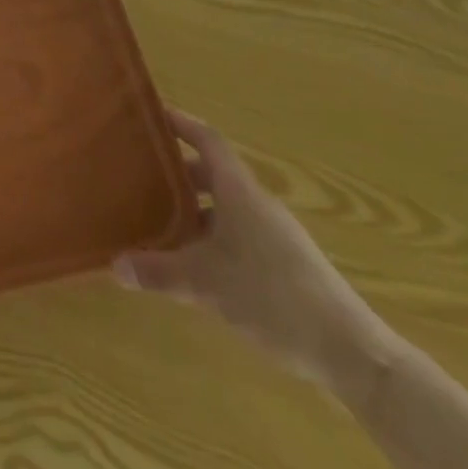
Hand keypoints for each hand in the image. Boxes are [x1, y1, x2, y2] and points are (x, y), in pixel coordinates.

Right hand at [114, 110, 394, 395]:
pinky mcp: (285, 265)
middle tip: (139, 175)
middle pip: (212, 173)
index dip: (181, 123)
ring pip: (225, 207)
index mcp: (239, 191)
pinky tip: (194, 264)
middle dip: (177, 172)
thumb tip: (113, 265)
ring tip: (157, 221)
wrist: (354, 354)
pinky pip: (237, 234)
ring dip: (193, 209)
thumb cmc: (273, 298)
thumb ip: (158, 272)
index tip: (151, 114)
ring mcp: (274, 235)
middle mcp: (256, 204)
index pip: (207, 140)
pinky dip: (211, 237)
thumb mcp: (205, 284)